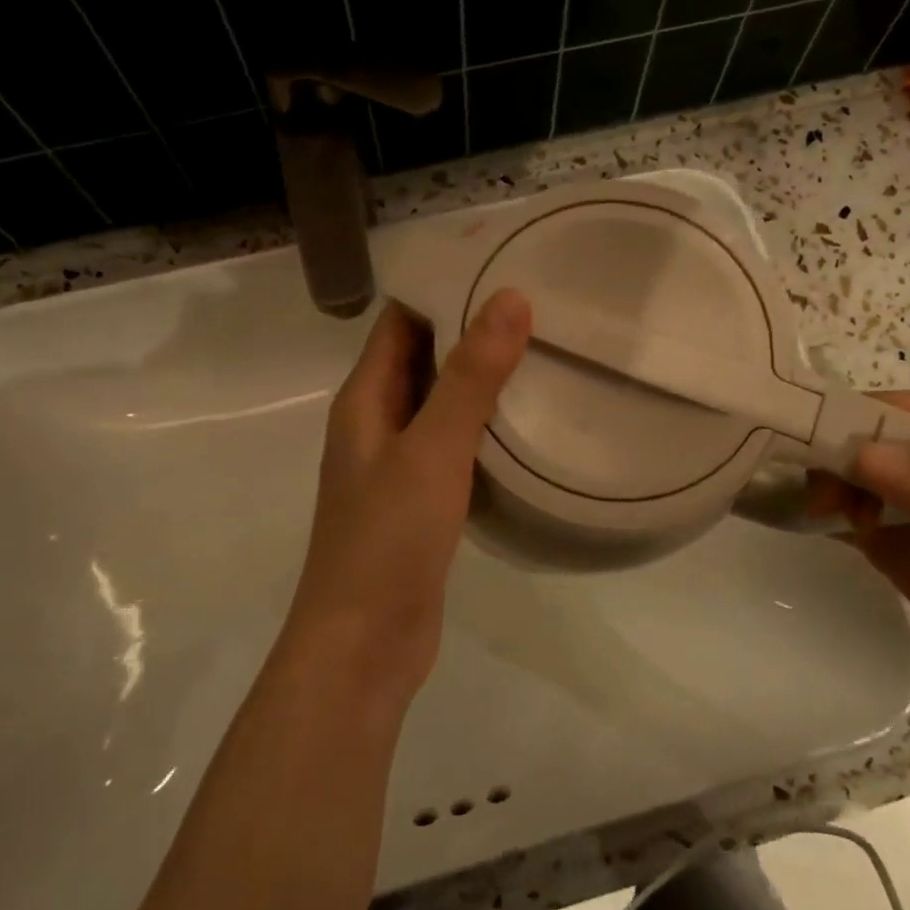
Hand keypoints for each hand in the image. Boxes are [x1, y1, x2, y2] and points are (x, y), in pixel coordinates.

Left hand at [288, 290, 531, 698]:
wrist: (364, 645)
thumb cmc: (387, 540)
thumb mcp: (432, 450)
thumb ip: (470, 377)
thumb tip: (509, 298)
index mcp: (364, 400)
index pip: (400, 321)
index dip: (442, 288)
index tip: (501, 264)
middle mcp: (375, 424)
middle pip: (422, 358)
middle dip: (470, 331)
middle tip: (539, 305)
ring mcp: (397, 466)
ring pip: (440, 404)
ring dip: (480, 380)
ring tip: (544, 353)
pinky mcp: (420, 502)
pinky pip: (453, 447)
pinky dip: (483, 428)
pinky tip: (528, 425)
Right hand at [811, 391, 909, 709]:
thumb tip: (858, 454)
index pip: (902, 407)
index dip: (854, 416)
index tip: (807, 441)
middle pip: (866, 435)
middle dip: (832, 453)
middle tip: (815, 492)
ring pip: (850, 471)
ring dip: (826, 484)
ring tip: (819, 513)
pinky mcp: (892, 538)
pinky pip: (847, 511)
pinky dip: (824, 511)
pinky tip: (815, 523)